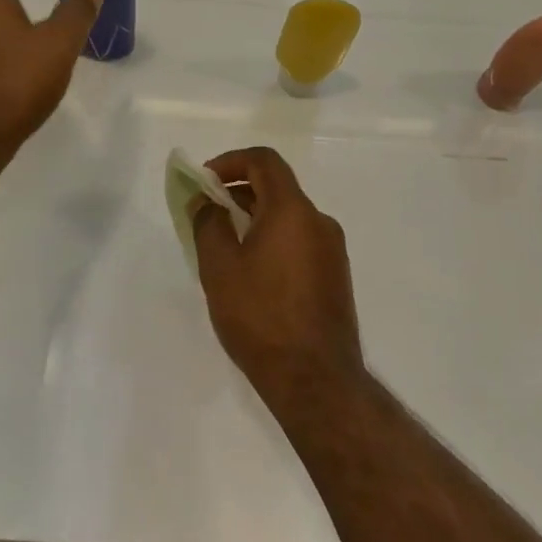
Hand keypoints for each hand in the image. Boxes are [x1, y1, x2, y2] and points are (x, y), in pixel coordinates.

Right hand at [190, 147, 364, 406]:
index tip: (205, 179)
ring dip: (255, 218)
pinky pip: (299, 240)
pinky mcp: (336, 276)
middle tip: (207, 213)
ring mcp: (332, 250)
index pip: (264, 161)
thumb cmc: (261, 317)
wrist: (316, 381)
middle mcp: (319, 221)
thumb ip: (208, 224)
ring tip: (225, 247)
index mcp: (293, 210)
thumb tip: (206, 201)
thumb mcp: (219, 268)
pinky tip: (252, 274)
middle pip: (277, 187)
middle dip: (238, 191)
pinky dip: (273, 239)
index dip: (231, 161)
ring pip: (288, 216)